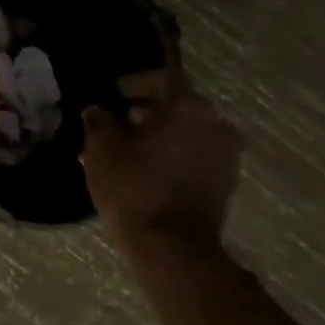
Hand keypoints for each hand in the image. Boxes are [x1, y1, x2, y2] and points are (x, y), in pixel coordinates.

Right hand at [83, 62, 241, 253]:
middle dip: (146, 110)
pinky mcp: (226, 180)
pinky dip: (175, 154)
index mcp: (188, 106)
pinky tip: (147, 168)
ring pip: (187, 130)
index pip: (161, 76)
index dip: (134, 83)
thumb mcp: (101, 150)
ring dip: (161, 134)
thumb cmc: (134, 189)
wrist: (172, 248)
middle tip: (115, 124)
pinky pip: (196, 153)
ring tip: (128, 149)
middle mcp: (215, 122)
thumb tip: (97, 110)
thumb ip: (99, 121)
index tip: (112, 94)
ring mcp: (226, 152)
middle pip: (177, 104)